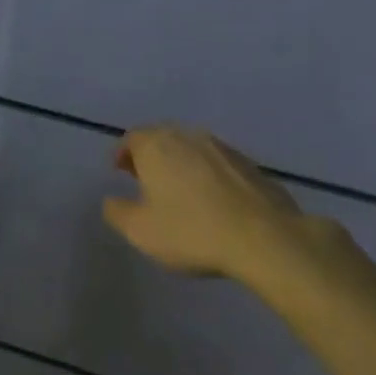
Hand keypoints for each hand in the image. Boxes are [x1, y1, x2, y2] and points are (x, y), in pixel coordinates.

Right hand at [102, 124, 339, 282]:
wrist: (264, 238)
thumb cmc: (191, 231)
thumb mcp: (140, 231)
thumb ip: (117, 211)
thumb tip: (111, 200)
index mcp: (157, 146)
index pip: (132, 137)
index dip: (123, 153)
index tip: (119, 170)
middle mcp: (188, 136)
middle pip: (162, 137)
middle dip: (150, 155)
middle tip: (144, 178)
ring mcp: (222, 148)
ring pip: (191, 148)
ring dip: (180, 163)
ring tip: (178, 189)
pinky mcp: (249, 164)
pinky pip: (218, 163)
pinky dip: (207, 173)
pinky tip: (211, 198)